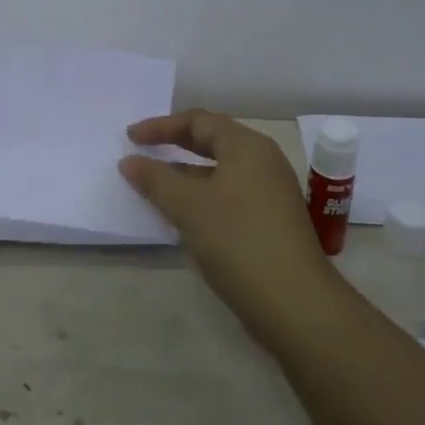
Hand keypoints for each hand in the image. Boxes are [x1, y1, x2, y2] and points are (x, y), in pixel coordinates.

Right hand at [118, 110, 335, 338]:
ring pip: (220, 171)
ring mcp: (271, 192)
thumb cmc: (238, 241)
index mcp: (247, 146)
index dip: (160, 126)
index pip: (198, 120)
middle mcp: (263, 161)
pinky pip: (229, 194)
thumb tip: (129, 161)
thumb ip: (156, 179)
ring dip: (186, 174)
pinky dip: (202, 196)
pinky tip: (184, 216)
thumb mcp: (188, 207)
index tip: (130, 138)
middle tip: (142, 153)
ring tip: (155, 187)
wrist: (295, 303)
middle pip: (212, 141)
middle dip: (175, 145)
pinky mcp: (272, 221)